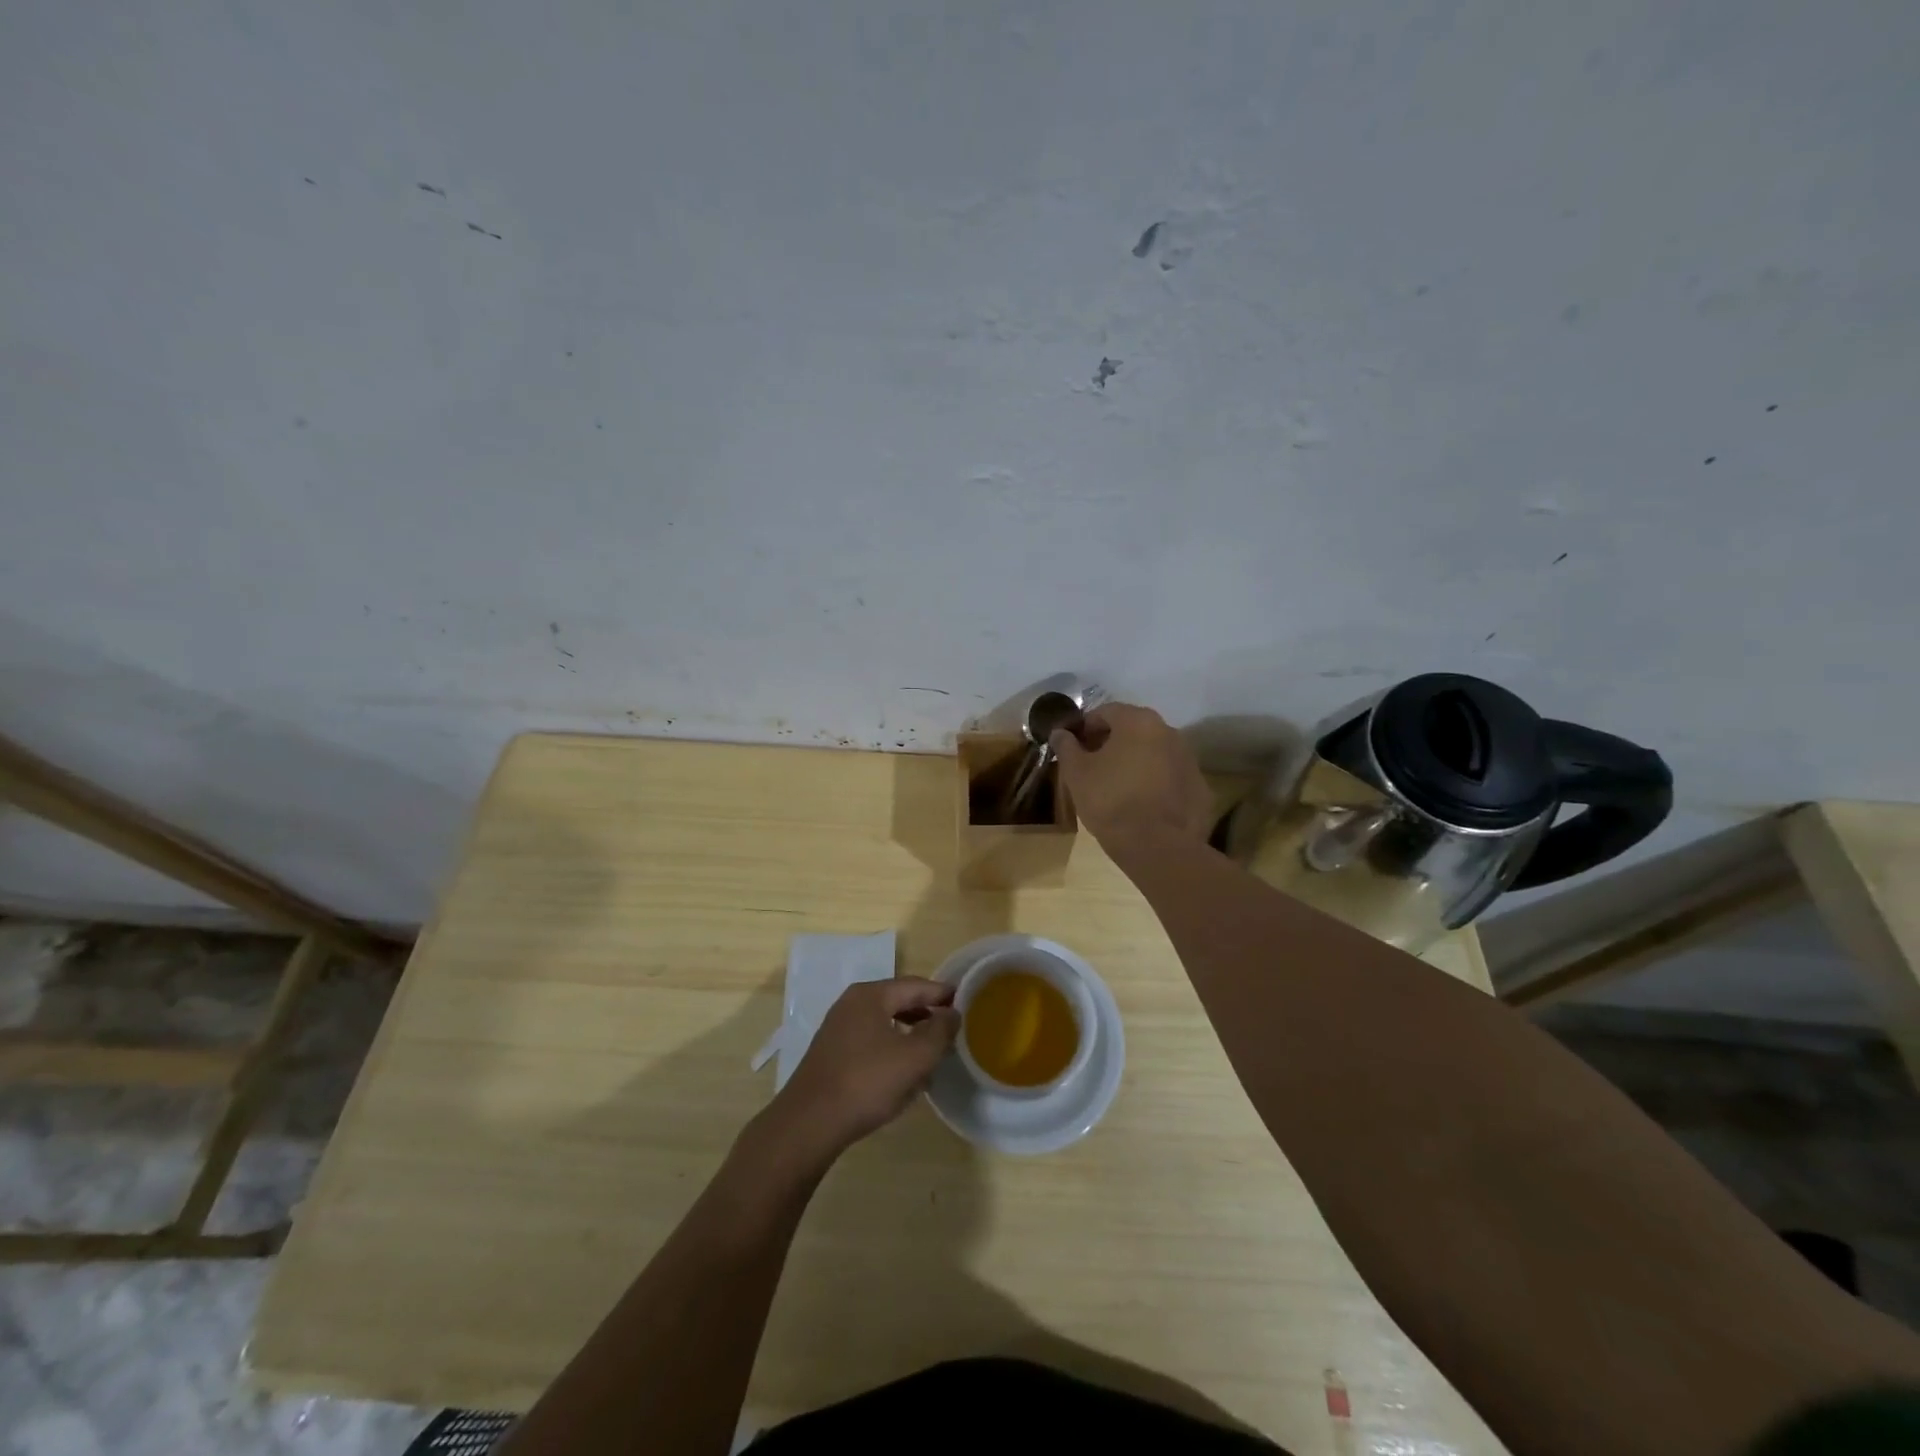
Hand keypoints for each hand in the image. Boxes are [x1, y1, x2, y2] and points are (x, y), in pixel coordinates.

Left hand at [759, 978, 959, 1163]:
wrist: (809, 1123)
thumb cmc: (867, 1082)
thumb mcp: (915, 1057)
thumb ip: (939, 1031)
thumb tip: (952, 1013)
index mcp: (870, 995)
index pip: (915, 985)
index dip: (942, 994)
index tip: (965, 1003)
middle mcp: (851, 1004)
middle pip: (899, 1002)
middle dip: (926, 1015)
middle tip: (951, 1030)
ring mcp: (838, 1028)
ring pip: (885, 1024)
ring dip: (910, 1035)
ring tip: (932, 1054)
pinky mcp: (832, 1054)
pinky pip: (871, 1042)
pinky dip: (891, 1050)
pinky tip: (902, 1074)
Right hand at [1051, 702, 1214, 851]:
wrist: (1156, 846)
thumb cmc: (1110, 801)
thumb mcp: (1077, 773)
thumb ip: (1067, 747)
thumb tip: (1059, 732)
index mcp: (1138, 722)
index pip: (1106, 712)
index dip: (1086, 728)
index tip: (1075, 748)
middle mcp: (1169, 732)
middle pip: (1134, 729)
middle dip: (1112, 743)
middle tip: (1094, 767)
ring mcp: (1190, 760)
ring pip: (1155, 753)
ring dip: (1137, 762)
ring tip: (1119, 787)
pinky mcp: (1200, 788)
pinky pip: (1171, 778)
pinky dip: (1157, 783)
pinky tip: (1143, 805)